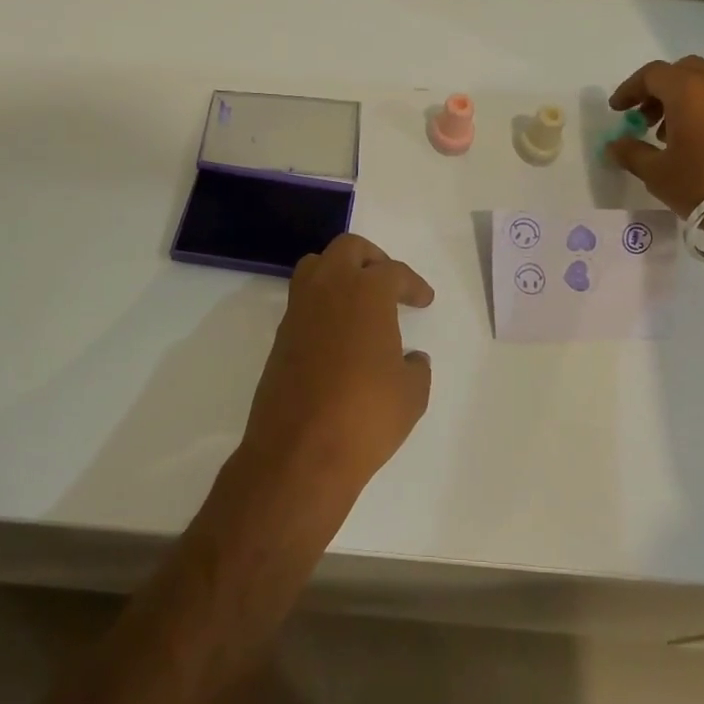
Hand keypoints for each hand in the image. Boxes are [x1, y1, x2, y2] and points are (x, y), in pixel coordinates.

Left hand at [239, 234, 434, 512]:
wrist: (300, 453)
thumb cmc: (366, 416)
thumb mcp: (411, 394)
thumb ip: (415, 368)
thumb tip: (410, 359)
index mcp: (366, 293)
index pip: (393, 272)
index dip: (412, 284)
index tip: (423, 299)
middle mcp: (328, 290)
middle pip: (348, 249)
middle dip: (373, 259)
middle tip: (390, 284)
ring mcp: (298, 312)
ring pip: (316, 267)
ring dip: (339, 273)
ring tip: (359, 301)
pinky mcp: (280, 338)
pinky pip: (302, 301)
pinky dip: (322, 304)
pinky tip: (339, 333)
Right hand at [604, 57, 703, 228]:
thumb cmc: (702, 184)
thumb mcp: (657, 173)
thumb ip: (631, 154)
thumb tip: (615, 145)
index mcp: (687, 91)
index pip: (652, 74)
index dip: (629, 89)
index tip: (617, 110)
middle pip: (682, 71)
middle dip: (658, 89)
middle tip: (644, 116)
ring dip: (681, 99)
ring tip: (667, 133)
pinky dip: (703, 108)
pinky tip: (695, 141)